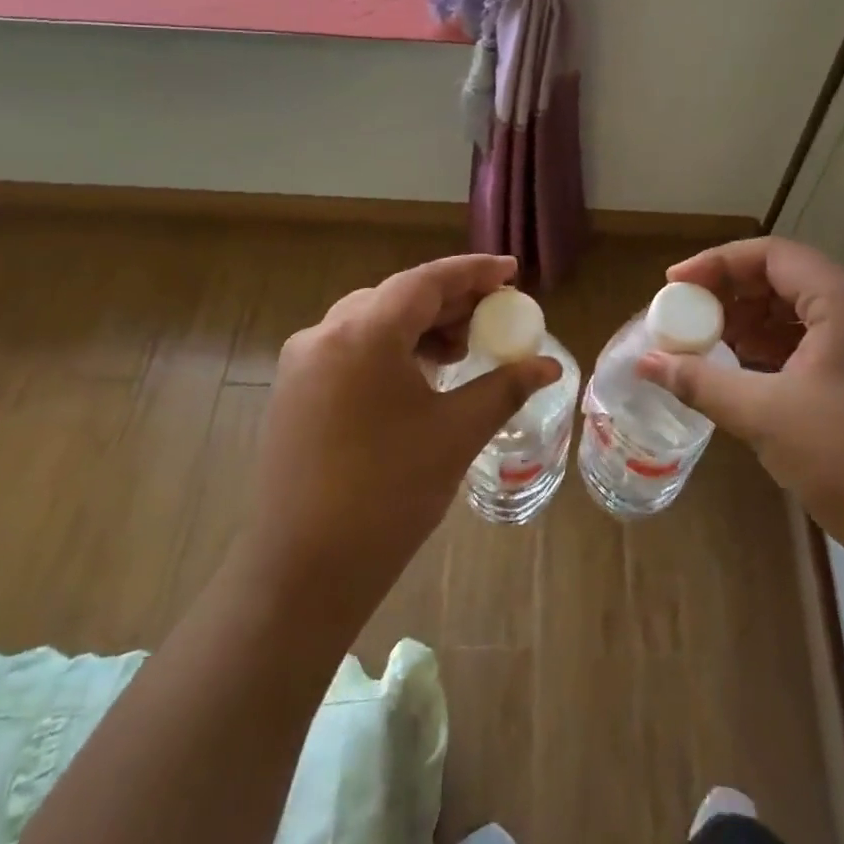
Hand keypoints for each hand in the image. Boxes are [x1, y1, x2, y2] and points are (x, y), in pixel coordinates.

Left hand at [248, 254, 558, 626]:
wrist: (303, 572)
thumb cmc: (388, 495)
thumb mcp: (456, 433)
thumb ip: (504, 387)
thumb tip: (549, 366)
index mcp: (363, 333)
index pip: (426, 281)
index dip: (473, 272)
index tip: (511, 271)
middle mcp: (324, 333)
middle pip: (398, 297)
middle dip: (450, 301)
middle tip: (494, 314)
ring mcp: (302, 363)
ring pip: (372, 321)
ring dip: (420, 326)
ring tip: (462, 349)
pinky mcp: (294, 391)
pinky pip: (351, 348)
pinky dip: (391, 349)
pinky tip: (419, 375)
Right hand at [636, 237, 843, 596]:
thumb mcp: (766, 417)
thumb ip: (701, 382)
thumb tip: (647, 363)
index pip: (772, 255)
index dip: (717, 264)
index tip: (674, 285)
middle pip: (790, 278)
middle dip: (734, 296)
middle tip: (690, 320)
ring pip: (808, 312)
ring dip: (757, 324)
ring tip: (713, 348)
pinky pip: (826, 343)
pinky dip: (785, 350)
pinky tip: (753, 375)